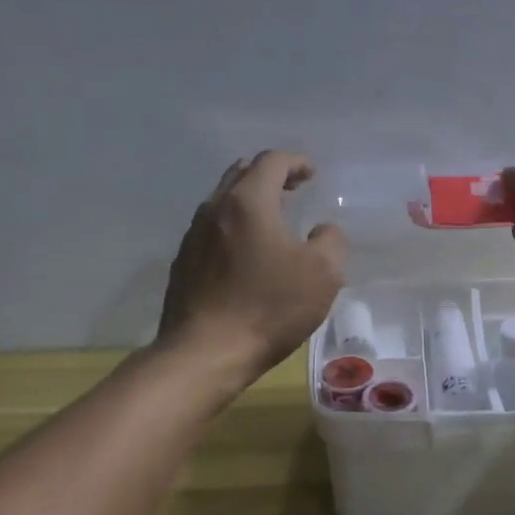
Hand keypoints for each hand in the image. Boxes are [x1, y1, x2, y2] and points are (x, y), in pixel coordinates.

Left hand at [157, 151, 347, 380]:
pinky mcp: (183, 264)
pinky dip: (233, 228)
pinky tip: (246, 254)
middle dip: (270, 175)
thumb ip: (331, 241)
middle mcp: (215, 209)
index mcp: (248, 201)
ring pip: (223, 202)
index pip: (272, 161)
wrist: (205, 353)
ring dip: (249, 202)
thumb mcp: (323, 274)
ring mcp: (193, 236)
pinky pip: (212, 230)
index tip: (313, 174)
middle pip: (241, 174)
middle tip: (293, 189)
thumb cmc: (269, 307)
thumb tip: (323, 230)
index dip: (296, 162)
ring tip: (272, 220)